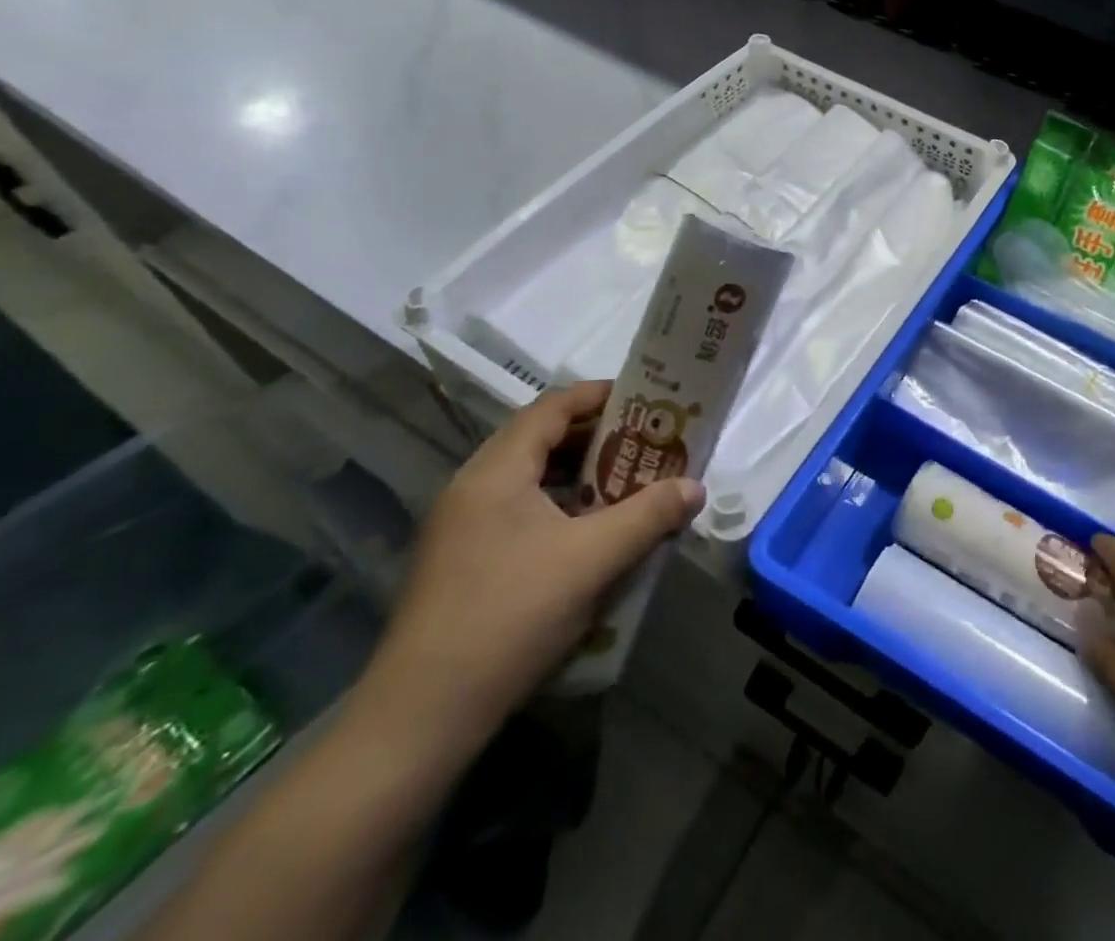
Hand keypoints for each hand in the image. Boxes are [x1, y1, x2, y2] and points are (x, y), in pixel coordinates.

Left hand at [357, 384, 704, 760]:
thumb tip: (694, 487)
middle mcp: (472, 489)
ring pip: (529, 480)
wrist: (420, 719)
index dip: (598, 396)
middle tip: (646, 442)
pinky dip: (559, 507)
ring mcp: (461, 529)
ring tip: (627, 483)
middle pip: (540, 440)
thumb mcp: (593, 560)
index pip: (550, 408)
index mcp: (495, 473)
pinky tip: (589, 536)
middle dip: (597, 436)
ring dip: (580, 475)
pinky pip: (519, 513)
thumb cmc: (511, 617)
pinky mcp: (461, 564)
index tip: (644, 398)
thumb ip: (649, 515)